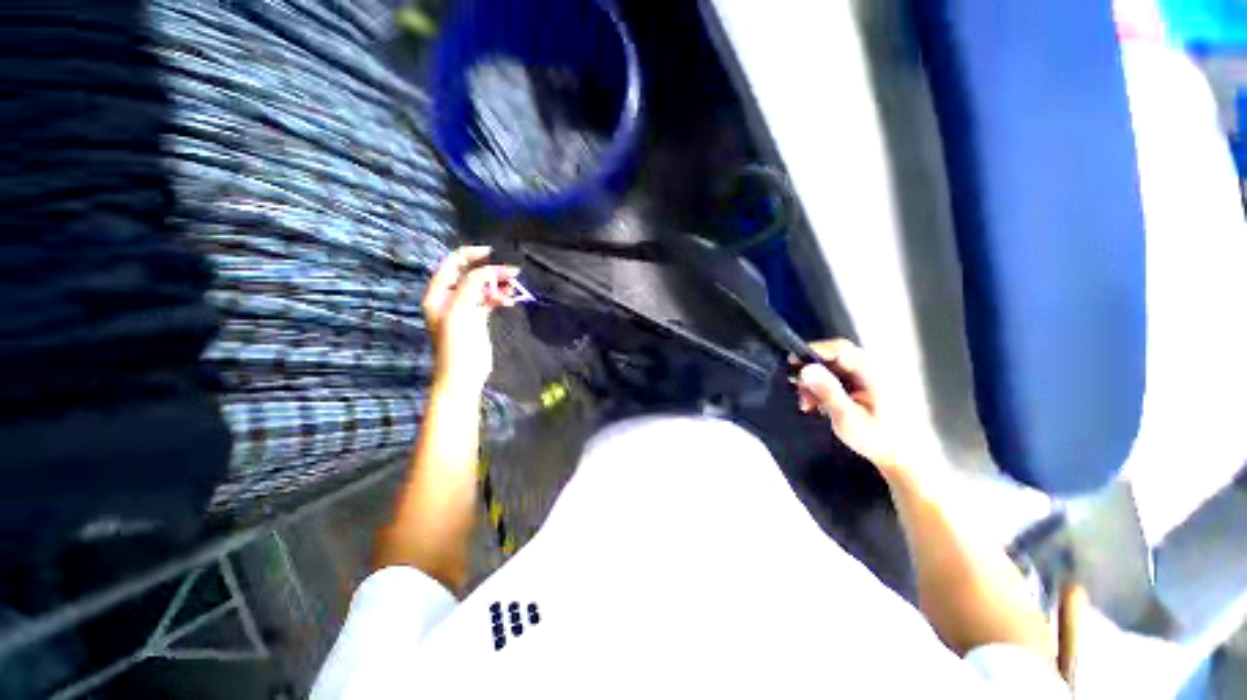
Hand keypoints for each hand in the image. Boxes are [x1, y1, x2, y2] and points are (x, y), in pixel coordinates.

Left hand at [422, 246, 517, 392]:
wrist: (463, 374)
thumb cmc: (457, 343)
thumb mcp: (461, 310)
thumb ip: (472, 285)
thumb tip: (490, 270)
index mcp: (438, 294)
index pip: (452, 265)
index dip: (470, 255)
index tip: (492, 253)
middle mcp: (449, 298)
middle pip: (469, 275)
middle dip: (489, 271)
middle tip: (511, 272)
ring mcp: (464, 309)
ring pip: (482, 288)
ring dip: (497, 285)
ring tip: (514, 285)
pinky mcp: (477, 319)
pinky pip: (489, 301)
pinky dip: (499, 298)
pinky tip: (509, 299)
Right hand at [795, 339, 902, 471]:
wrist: (899, 456)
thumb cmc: (876, 438)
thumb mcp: (847, 417)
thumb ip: (827, 391)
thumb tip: (806, 369)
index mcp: (872, 373)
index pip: (839, 350)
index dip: (814, 353)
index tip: (792, 362)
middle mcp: (870, 369)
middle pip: (834, 356)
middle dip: (811, 370)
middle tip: (796, 385)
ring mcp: (866, 377)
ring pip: (831, 368)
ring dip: (813, 382)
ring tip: (806, 403)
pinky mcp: (861, 385)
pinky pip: (835, 377)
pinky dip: (821, 388)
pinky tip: (815, 404)